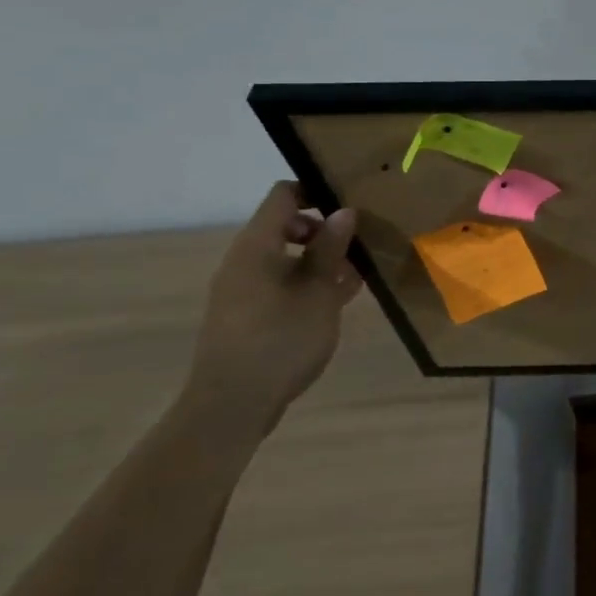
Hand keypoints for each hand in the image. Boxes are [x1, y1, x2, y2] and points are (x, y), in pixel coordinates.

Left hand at [184, 182, 362, 437]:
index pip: (283, 196)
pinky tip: (341, 298)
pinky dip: (309, 283)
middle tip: (363, 240)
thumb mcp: (318, 292)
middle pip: (287, 226)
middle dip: (326, 229)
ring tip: (360, 271)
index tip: (352, 200)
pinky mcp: (249, 315)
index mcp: (257, 246)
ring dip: (322, 259)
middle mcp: (245, 261)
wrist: (232, 406)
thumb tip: (344, 211)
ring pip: (288, 258)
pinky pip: (282, 284)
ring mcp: (244, 290)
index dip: (316, 190)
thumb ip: (331, 249)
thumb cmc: (280, 340)